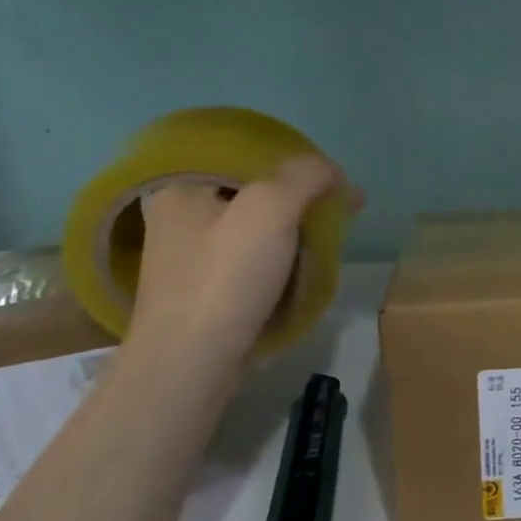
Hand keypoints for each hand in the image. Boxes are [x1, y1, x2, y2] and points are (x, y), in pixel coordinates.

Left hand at [131, 156, 360, 365]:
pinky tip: (306, 267)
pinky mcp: (204, 292)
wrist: (190, 365)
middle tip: (341, 207)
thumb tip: (332, 171)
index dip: (295, 162)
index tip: (333, 180)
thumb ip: (305, 176)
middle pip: (253, 191)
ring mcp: (189, 259)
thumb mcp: (271, 208)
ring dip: (295, 229)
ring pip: (255, 227)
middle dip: (302, 197)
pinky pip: (251, 260)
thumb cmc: (225, 278)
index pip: (247, 155)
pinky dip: (281, 258)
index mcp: (180, 187)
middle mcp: (178, 218)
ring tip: (332, 237)